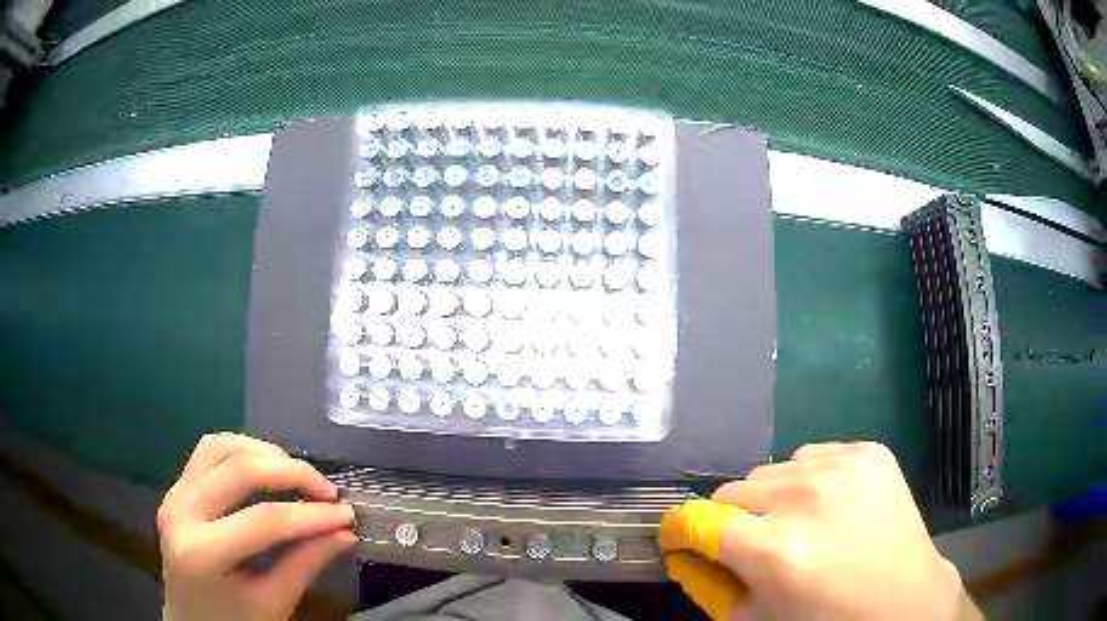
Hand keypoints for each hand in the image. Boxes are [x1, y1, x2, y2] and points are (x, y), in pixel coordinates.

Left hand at [157, 433, 357, 620]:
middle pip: (238, 469)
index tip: (346, 514)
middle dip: (291, 472)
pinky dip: (241, 449)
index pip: (263, 521)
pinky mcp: (177, 487)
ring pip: (221, 447)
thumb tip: (344, 532)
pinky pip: (208, 450)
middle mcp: (180, 512)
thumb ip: (306, 564)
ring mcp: (174, 493)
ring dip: (265, 453)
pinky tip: (264, 465)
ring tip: (298, 475)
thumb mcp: (273, 603)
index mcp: (202, 553)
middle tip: (327, 490)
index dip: (310, 515)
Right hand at [661, 442, 971, 619]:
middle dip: (735, 519)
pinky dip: (809, 479)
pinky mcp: (869, 452)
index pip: (697, 519)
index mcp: (774, 550)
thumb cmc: (830, 620)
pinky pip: (812, 455)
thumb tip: (690, 554)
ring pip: (772, 470)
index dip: (684, 531)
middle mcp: (805, 497)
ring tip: (801, 523)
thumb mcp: (759, 617)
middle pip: (732, 490)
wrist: (906, 599)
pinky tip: (832, 505)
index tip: (686, 540)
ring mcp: (842, 467)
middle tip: (759, 544)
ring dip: (773, 498)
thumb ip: (715, 587)